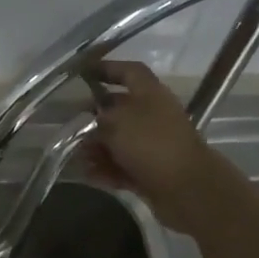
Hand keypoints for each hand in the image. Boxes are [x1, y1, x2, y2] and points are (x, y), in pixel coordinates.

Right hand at [82, 59, 215, 231]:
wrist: (187, 188)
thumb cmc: (151, 144)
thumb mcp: (116, 122)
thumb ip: (98, 117)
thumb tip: (91, 120)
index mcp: (150, 94)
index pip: (129, 72)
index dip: (107, 68)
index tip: (83, 73)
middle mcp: (153, 116)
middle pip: (119, 110)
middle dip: (93, 118)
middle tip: (71, 125)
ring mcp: (153, 145)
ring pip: (118, 141)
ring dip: (96, 148)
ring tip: (78, 157)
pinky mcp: (151, 171)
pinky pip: (122, 165)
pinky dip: (106, 169)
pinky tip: (89, 175)